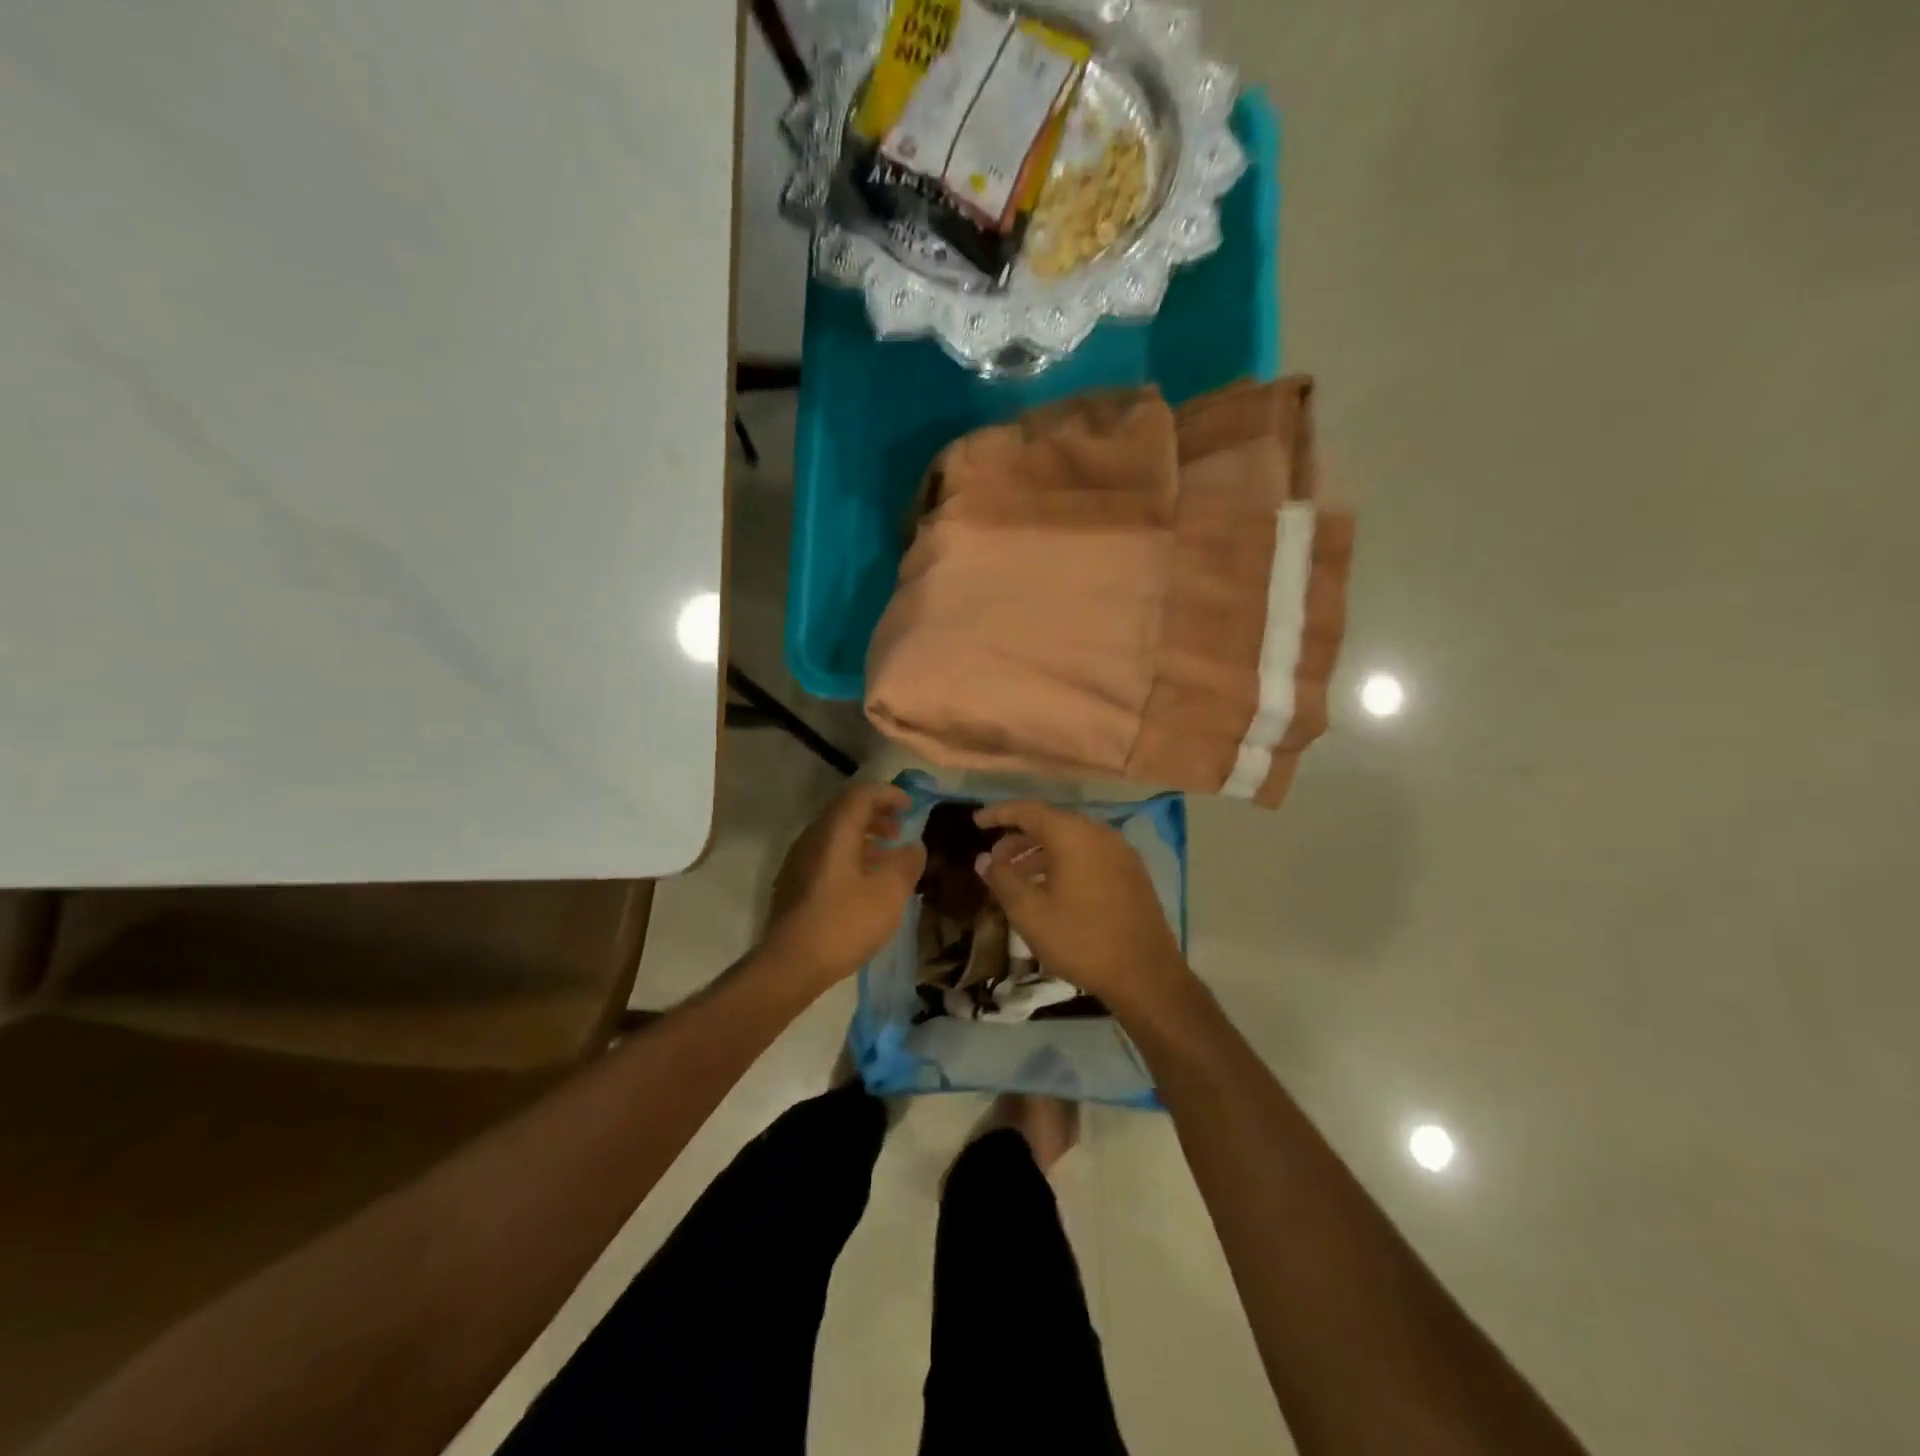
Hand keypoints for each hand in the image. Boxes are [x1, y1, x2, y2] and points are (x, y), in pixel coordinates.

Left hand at [766, 783, 926, 987]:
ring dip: (864, 837)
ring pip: (835, 835)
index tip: (911, 806)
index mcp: (834, 831)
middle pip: (845, 811)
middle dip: (876, 814)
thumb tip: (914, 846)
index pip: (861, 794)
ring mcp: (799, 861)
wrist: (791, 965)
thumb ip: (906, 864)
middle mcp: (812, 838)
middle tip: (900, 829)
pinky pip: (827, 855)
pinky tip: (865, 882)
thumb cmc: (844, 923)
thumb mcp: (889, 894)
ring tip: (888, 856)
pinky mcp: (794, 884)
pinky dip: (851, 856)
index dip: (888, 794)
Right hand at [975, 800, 1194, 1015]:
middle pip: (1051, 823)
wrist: (1145, 974)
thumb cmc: (1081, 940)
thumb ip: (1003, 880)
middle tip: (994, 859)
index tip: (976, 822)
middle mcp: (1099, 833)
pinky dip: (1063, 862)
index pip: (1029, 811)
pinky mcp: (1131, 872)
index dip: (999, 814)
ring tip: (1017, 877)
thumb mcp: (1030, 913)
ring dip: (1040, 853)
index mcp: (1073, 835)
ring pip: (1071, 841)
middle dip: (1018, 838)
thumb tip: (984, 859)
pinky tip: (1050, 888)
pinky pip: (1089, 854)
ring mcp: (1119, 852)